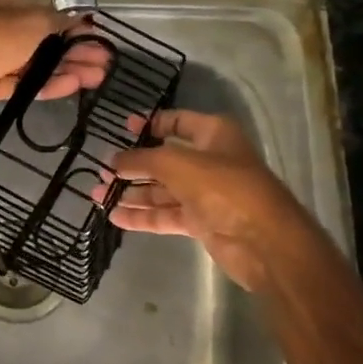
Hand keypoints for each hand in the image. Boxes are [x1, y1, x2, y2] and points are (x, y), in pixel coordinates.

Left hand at [0, 0, 107, 125]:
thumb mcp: (32, 21)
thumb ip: (58, 20)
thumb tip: (82, 19)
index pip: (35, 8)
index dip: (66, 22)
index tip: (91, 34)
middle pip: (36, 37)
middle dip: (70, 50)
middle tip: (101, 61)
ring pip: (31, 61)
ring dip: (63, 68)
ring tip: (97, 78)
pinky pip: (20, 81)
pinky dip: (45, 83)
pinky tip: (73, 86)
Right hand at [109, 109, 292, 291]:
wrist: (264, 242)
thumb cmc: (223, 188)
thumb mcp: (176, 163)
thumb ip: (141, 159)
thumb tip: (114, 160)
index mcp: (213, 134)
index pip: (177, 122)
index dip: (149, 124)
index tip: (121, 128)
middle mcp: (209, 161)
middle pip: (164, 159)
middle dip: (132, 165)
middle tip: (101, 170)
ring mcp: (206, 193)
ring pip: (162, 189)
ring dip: (131, 192)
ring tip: (98, 195)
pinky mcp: (201, 221)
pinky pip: (166, 214)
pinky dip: (143, 215)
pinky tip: (116, 217)